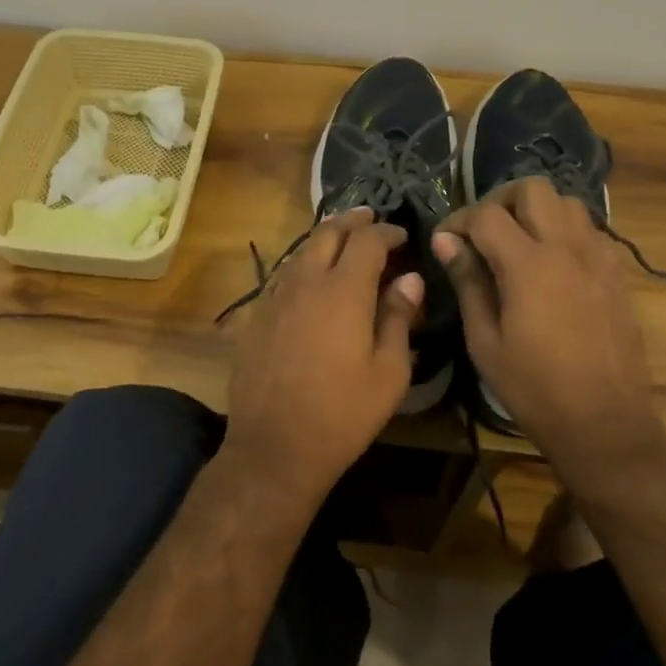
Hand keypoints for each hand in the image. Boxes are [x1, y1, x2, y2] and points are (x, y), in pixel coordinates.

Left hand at [224, 207, 423, 503]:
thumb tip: (410, 279)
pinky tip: (311, 281)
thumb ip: (398, 317)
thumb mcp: (389, 372)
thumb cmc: (343, 413)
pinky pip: (283, 277)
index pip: (367, 241)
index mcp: (343, 291)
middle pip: (328, 234)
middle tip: (371, 219)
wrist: (275, 447)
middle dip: (353, 221)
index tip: (402, 236)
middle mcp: (305, 283)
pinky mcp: (255, 318)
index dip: (387, 232)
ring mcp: (275, 298)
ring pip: (301, 252)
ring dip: (325, 240)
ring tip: (343, 242)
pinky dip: (303, 266)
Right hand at [431, 178, 665, 487]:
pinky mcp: (617, 273)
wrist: (605, 422)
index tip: (444, 241)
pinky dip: (564, 230)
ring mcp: (599, 257)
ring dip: (536, 211)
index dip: (457, 220)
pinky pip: (589, 230)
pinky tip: (551, 263)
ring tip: (517, 242)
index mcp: (529, 265)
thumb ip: (468, 281)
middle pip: (533, 189)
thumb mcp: (485, 340)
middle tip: (482, 231)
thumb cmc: (534, 388)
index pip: (486, 215)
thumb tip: (445, 241)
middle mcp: (567, 248)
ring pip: (567, 202)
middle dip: (500, 200)